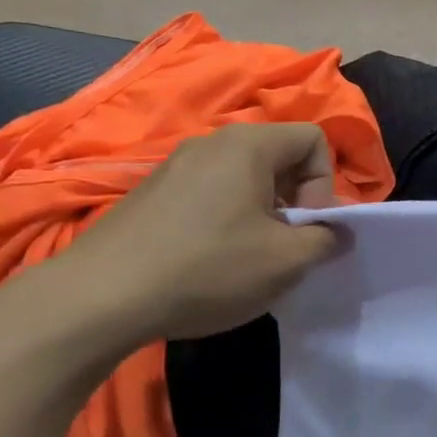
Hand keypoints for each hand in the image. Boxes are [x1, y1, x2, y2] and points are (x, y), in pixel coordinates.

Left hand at [52, 123, 342, 346]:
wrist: (101, 297)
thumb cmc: (208, 268)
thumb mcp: (285, 261)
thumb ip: (326, 240)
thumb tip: (336, 232)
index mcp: (249, 145)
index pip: (313, 140)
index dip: (325, 184)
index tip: (307, 228)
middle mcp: (212, 142)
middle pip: (278, 157)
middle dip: (295, 201)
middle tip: (284, 246)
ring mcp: (176, 165)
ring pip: (243, 178)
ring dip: (261, 214)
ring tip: (248, 258)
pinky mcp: (152, 192)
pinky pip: (210, 193)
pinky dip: (226, 219)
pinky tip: (209, 262)